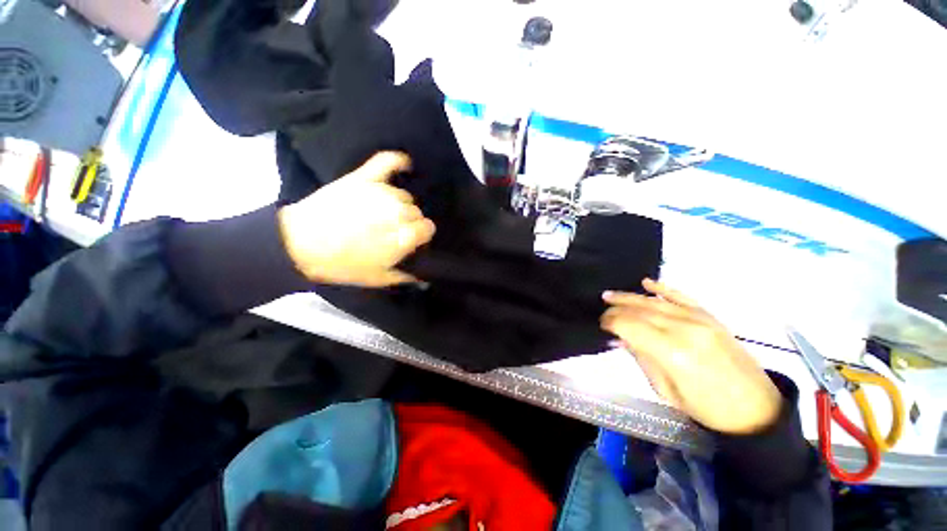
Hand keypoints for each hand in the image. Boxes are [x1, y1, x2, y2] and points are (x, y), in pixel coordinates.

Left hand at [277, 152, 435, 286]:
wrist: (300, 243)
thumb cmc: (343, 265)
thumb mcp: (378, 278)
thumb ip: (405, 275)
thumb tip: (422, 276)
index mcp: (403, 236)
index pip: (428, 227)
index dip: (421, 234)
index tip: (413, 239)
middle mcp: (397, 212)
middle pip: (416, 212)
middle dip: (409, 222)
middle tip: (393, 231)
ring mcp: (380, 193)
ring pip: (403, 195)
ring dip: (399, 205)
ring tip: (384, 213)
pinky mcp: (363, 178)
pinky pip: (387, 162)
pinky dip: (398, 161)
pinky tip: (406, 164)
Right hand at [601, 279, 782, 434]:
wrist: (756, 409)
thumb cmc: (706, 408)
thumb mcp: (665, 390)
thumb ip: (642, 358)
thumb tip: (621, 338)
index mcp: (672, 353)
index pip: (630, 325)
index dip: (610, 321)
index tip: (601, 324)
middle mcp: (685, 330)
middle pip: (640, 310)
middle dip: (616, 309)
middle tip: (602, 311)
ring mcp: (700, 320)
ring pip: (656, 301)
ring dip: (630, 297)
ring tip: (610, 295)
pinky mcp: (711, 317)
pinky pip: (682, 297)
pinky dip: (662, 288)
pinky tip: (646, 283)